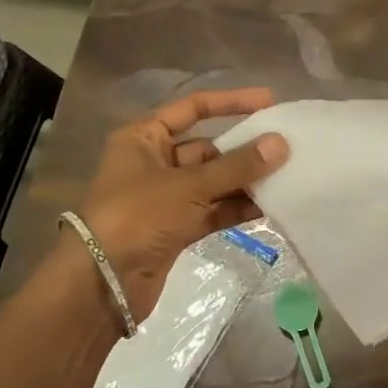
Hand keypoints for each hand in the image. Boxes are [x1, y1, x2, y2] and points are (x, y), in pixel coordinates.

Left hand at [47, 88, 288, 321]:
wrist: (101, 285)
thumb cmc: (138, 216)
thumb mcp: (189, 185)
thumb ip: (237, 165)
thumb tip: (281, 143)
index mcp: (143, 138)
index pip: (192, 108)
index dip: (230, 103)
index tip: (268, 102)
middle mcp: (153, 162)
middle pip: (207, 148)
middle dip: (244, 149)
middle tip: (286, 148)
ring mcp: (165, 198)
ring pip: (213, 182)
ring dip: (245, 181)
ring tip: (286, 177)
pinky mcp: (175, 228)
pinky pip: (213, 210)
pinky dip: (236, 208)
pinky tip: (269, 206)